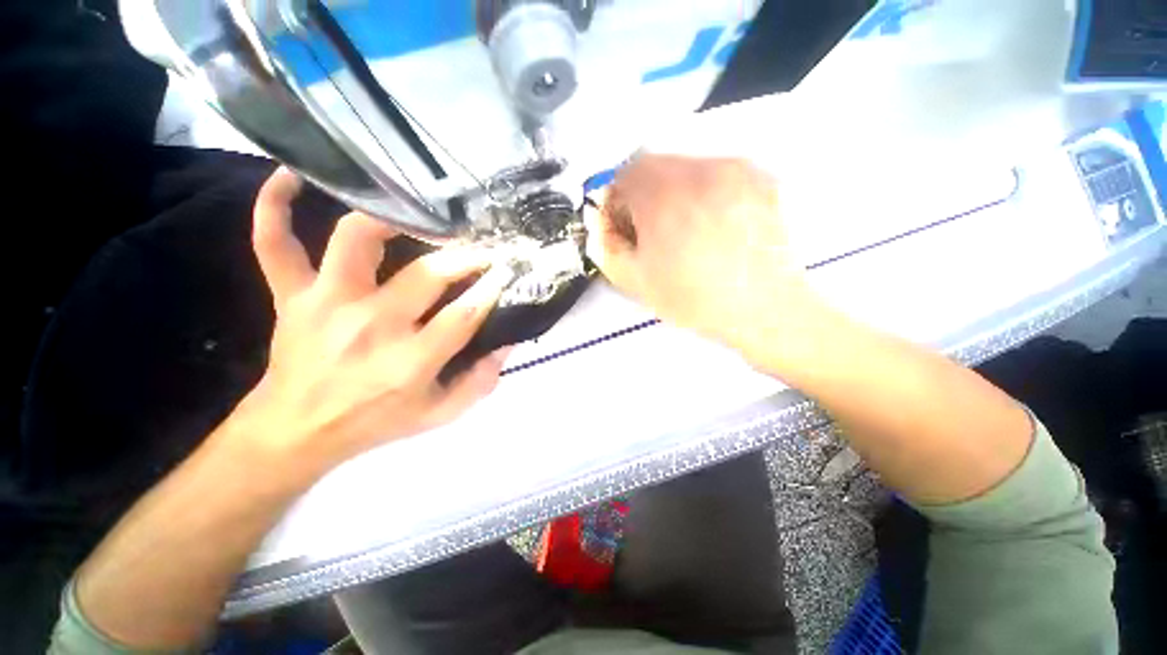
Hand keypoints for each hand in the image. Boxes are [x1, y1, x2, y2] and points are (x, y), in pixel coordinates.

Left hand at [235, 169, 512, 470]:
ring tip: (417, 214)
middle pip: (426, 274)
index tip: (508, 269)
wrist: (297, 431)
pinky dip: (274, 207)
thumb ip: (480, 382)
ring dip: (390, 219)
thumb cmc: (376, 422)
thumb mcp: (440, 415)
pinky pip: (274, 243)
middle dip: (465, 256)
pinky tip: (290, 177)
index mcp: (409, 362)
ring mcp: (325, 304)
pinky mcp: (292, 296)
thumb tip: (506, 343)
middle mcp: (369, 326)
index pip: (463, 315)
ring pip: (354, 240)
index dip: (491, 288)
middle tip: (483, 246)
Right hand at [584, 155, 834, 368]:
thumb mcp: (635, 281)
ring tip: (682, 228)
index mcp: (663, 196)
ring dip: (672, 191)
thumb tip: (601, 225)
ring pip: (685, 166)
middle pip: (654, 165)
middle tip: (649, 227)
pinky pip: (716, 173)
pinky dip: (702, 191)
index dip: (617, 199)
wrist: (764, 308)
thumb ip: (606, 247)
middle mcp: (698, 171)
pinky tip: (710, 224)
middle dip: (642, 193)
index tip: (623, 222)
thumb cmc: (695, 299)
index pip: (624, 173)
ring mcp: (733, 170)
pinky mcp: (758, 178)